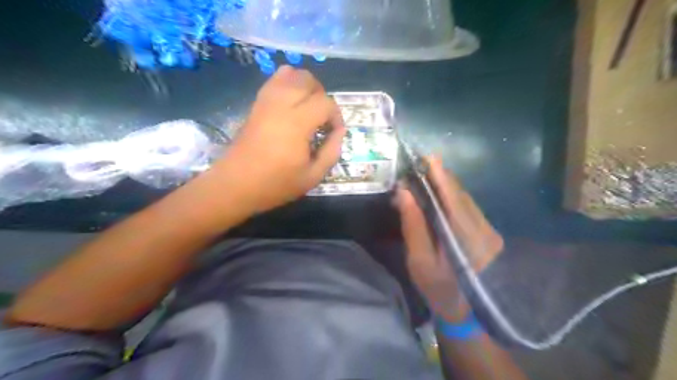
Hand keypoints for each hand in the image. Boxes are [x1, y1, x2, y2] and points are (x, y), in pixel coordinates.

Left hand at [209, 65, 345, 216]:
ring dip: (305, 86)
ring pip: (290, 74)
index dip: (336, 116)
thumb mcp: (312, 176)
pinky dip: (287, 84)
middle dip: (322, 95)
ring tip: (308, 108)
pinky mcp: (256, 104)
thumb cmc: (276, 184)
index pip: (325, 103)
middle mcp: (281, 105)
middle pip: (308, 79)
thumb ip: (331, 152)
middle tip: (322, 118)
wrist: (236, 184)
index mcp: (297, 123)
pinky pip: (274, 81)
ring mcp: (266, 101)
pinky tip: (291, 103)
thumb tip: (339, 132)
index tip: (334, 133)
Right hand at [394, 156, 498, 320]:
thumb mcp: (420, 261)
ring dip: (448, 185)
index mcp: (466, 238)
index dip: (440, 175)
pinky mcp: (488, 233)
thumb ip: (413, 226)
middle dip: (442, 176)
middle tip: (423, 162)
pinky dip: (454, 196)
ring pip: (467, 200)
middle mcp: (483, 230)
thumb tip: (404, 193)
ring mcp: (489, 231)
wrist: (468, 313)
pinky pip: (469, 208)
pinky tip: (441, 192)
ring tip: (429, 172)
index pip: (452, 198)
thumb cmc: (439, 289)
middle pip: (461, 195)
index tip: (428, 157)